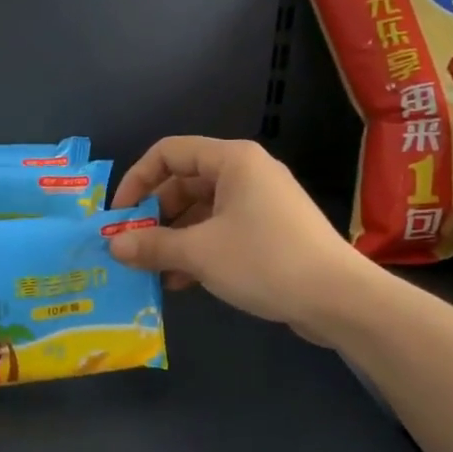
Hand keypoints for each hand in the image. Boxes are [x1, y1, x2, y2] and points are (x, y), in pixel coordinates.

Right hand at [107, 137, 373, 341]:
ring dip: (174, 238)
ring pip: (202, 210)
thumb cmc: (265, 260)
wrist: (339, 298)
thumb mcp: (200, 253)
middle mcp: (246, 172)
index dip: (137, 180)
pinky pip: (222, 230)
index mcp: (232, 160)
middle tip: (132, 246)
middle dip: (154, 215)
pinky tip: (180, 281)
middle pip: (184, 182)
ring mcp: (261, 202)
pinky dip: (199, 249)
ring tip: (152, 270)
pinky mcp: (271, 230)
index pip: (169, 153)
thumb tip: (112, 245)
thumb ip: (152, 245)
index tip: (119, 216)